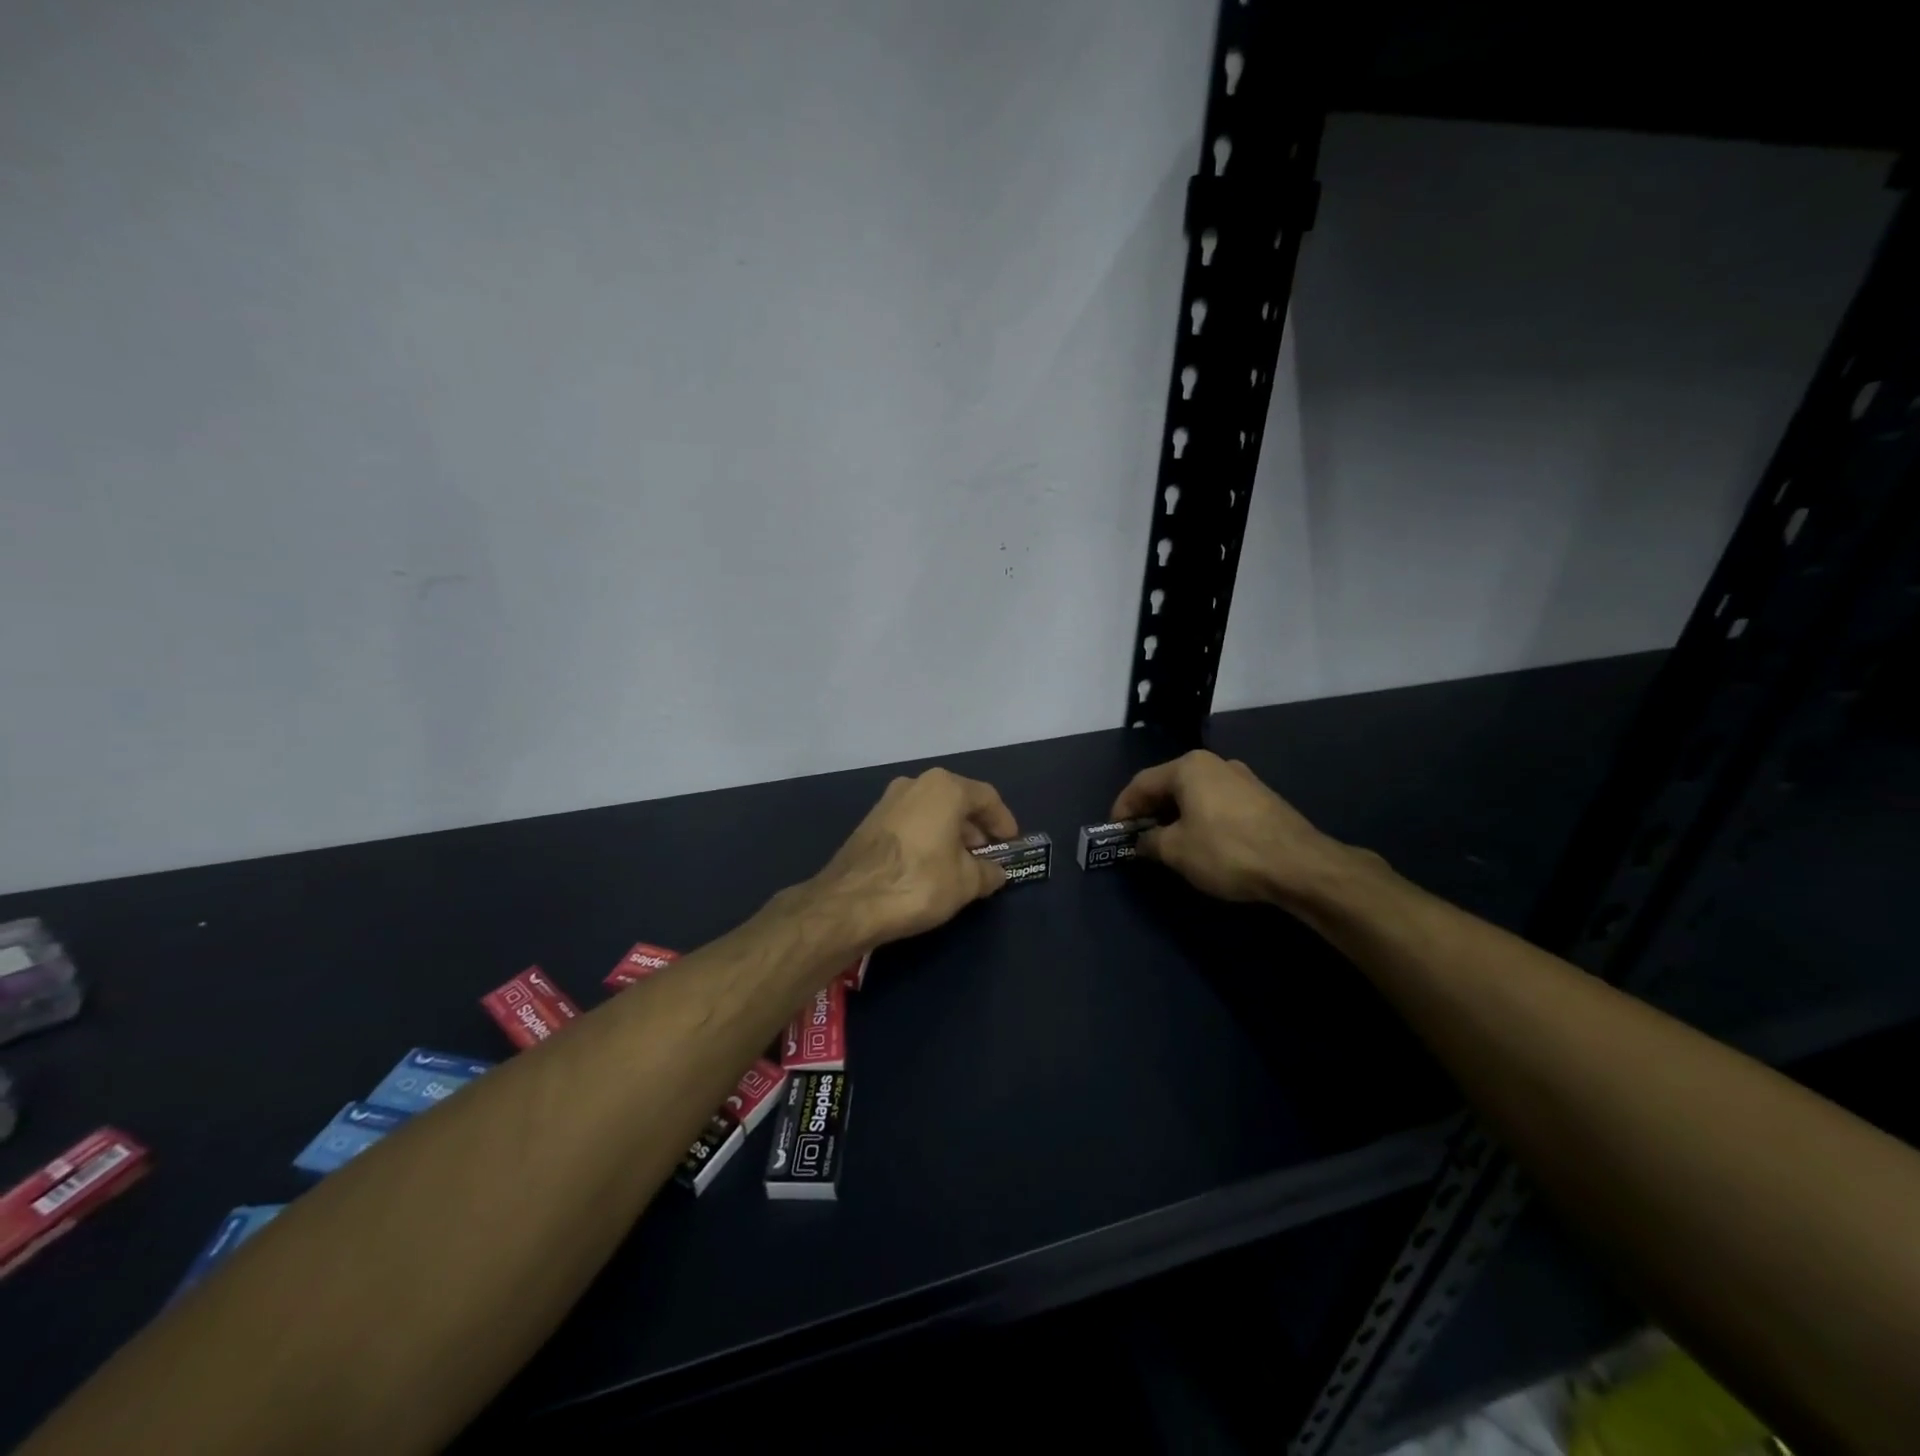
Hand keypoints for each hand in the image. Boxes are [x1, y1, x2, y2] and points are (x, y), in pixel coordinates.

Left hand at [810, 768, 1018, 945]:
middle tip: (987, 856)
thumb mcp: (966, 883)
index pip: (986, 797)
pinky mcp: (870, 822)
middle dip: (975, 828)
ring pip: (932, 811)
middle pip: (957, 800)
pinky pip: (912, 822)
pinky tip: (931, 866)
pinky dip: (928, 838)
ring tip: (961, 865)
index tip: (1011, 843)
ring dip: (951, 834)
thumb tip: (996, 872)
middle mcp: (915, 784)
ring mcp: (888, 801)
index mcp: (944, 788)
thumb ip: (987, 873)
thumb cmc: (919, 882)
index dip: (1003, 821)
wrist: (850, 902)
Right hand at [1111, 750, 1362, 906]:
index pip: (1141, 783)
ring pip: (1194, 794)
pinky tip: (1200, 843)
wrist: (1299, 864)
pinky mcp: (1260, 798)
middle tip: (1137, 838)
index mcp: (1188, 767)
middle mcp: (1214, 764)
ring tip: (1166, 844)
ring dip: (1175, 816)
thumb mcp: (1176, 850)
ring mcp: (1242, 779)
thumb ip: (1149, 842)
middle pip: (1168, 785)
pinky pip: (1216, 803)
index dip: (1122, 808)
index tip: (1114, 833)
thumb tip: (1140, 841)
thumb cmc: (1227, 850)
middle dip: (1149, 812)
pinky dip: (1199, 819)